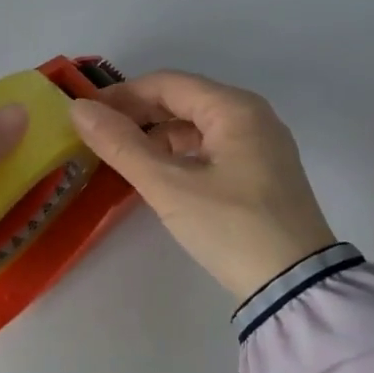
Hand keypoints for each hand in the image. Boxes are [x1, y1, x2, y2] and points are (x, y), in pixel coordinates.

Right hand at [69, 70, 336, 300]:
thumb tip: (78, 110)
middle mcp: (251, 116)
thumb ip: (121, 145)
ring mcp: (260, 145)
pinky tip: (157, 172)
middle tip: (97, 135)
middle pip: (183, 100)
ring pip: (196, 125)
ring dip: (157, 134)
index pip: (167, 84)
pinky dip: (179, 153)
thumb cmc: (231, 228)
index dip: (121, 95)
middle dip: (138, 114)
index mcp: (235, 108)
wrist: (295, 288)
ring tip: (121, 155)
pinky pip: (210, 147)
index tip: (85, 114)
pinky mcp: (261, 172)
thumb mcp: (169, 187)